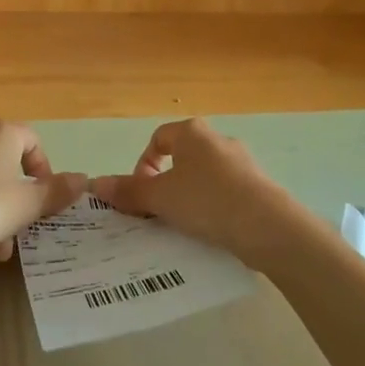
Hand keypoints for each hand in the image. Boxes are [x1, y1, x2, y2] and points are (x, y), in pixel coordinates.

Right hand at [89, 118, 298, 266]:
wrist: (268, 226)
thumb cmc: (207, 201)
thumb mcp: (161, 197)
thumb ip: (129, 191)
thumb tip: (95, 183)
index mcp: (192, 133)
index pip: (158, 139)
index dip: (143, 165)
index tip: (140, 194)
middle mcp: (218, 140)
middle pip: (182, 158)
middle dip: (166, 184)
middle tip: (158, 212)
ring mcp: (242, 163)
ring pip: (204, 178)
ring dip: (189, 197)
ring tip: (183, 226)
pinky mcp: (259, 187)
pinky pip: (226, 194)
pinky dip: (213, 209)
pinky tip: (211, 232)